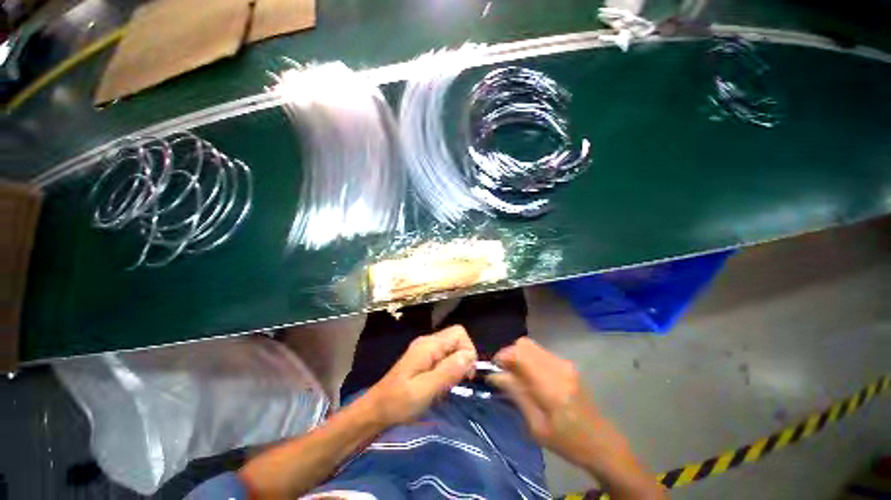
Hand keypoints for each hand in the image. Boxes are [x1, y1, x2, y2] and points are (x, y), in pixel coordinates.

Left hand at [367, 325, 477, 425]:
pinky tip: (440, 386)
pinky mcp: (423, 359)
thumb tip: (469, 356)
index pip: (459, 333)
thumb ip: (448, 371)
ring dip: (456, 367)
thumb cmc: (398, 402)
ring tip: (446, 386)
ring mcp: (425, 350)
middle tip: (457, 382)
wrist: (375, 411)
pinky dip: (448, 370)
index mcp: (428, 345)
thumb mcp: (425, 390)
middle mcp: (428, 342)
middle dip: (463, 359)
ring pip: (452, 349)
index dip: (468, 350)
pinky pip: (444, 358)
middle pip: (457, 339)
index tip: (465, 374)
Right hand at [489, 338, 664, 498]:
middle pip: (524, 344)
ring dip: (518, 356)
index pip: (520, 353)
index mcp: (551, 385)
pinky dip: (528, 359)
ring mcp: (564, 364)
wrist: (602, 443)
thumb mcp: (536, 426)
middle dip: (509, 354)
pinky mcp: (567, 365)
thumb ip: (516, 395)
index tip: (494, 369)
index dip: (503, 356)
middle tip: (503, 373)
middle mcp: (558, 367)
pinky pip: (540, 352)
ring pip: (531, 346)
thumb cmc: (568, 442)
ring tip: (515, 377)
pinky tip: (529, 377)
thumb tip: (494, 375)